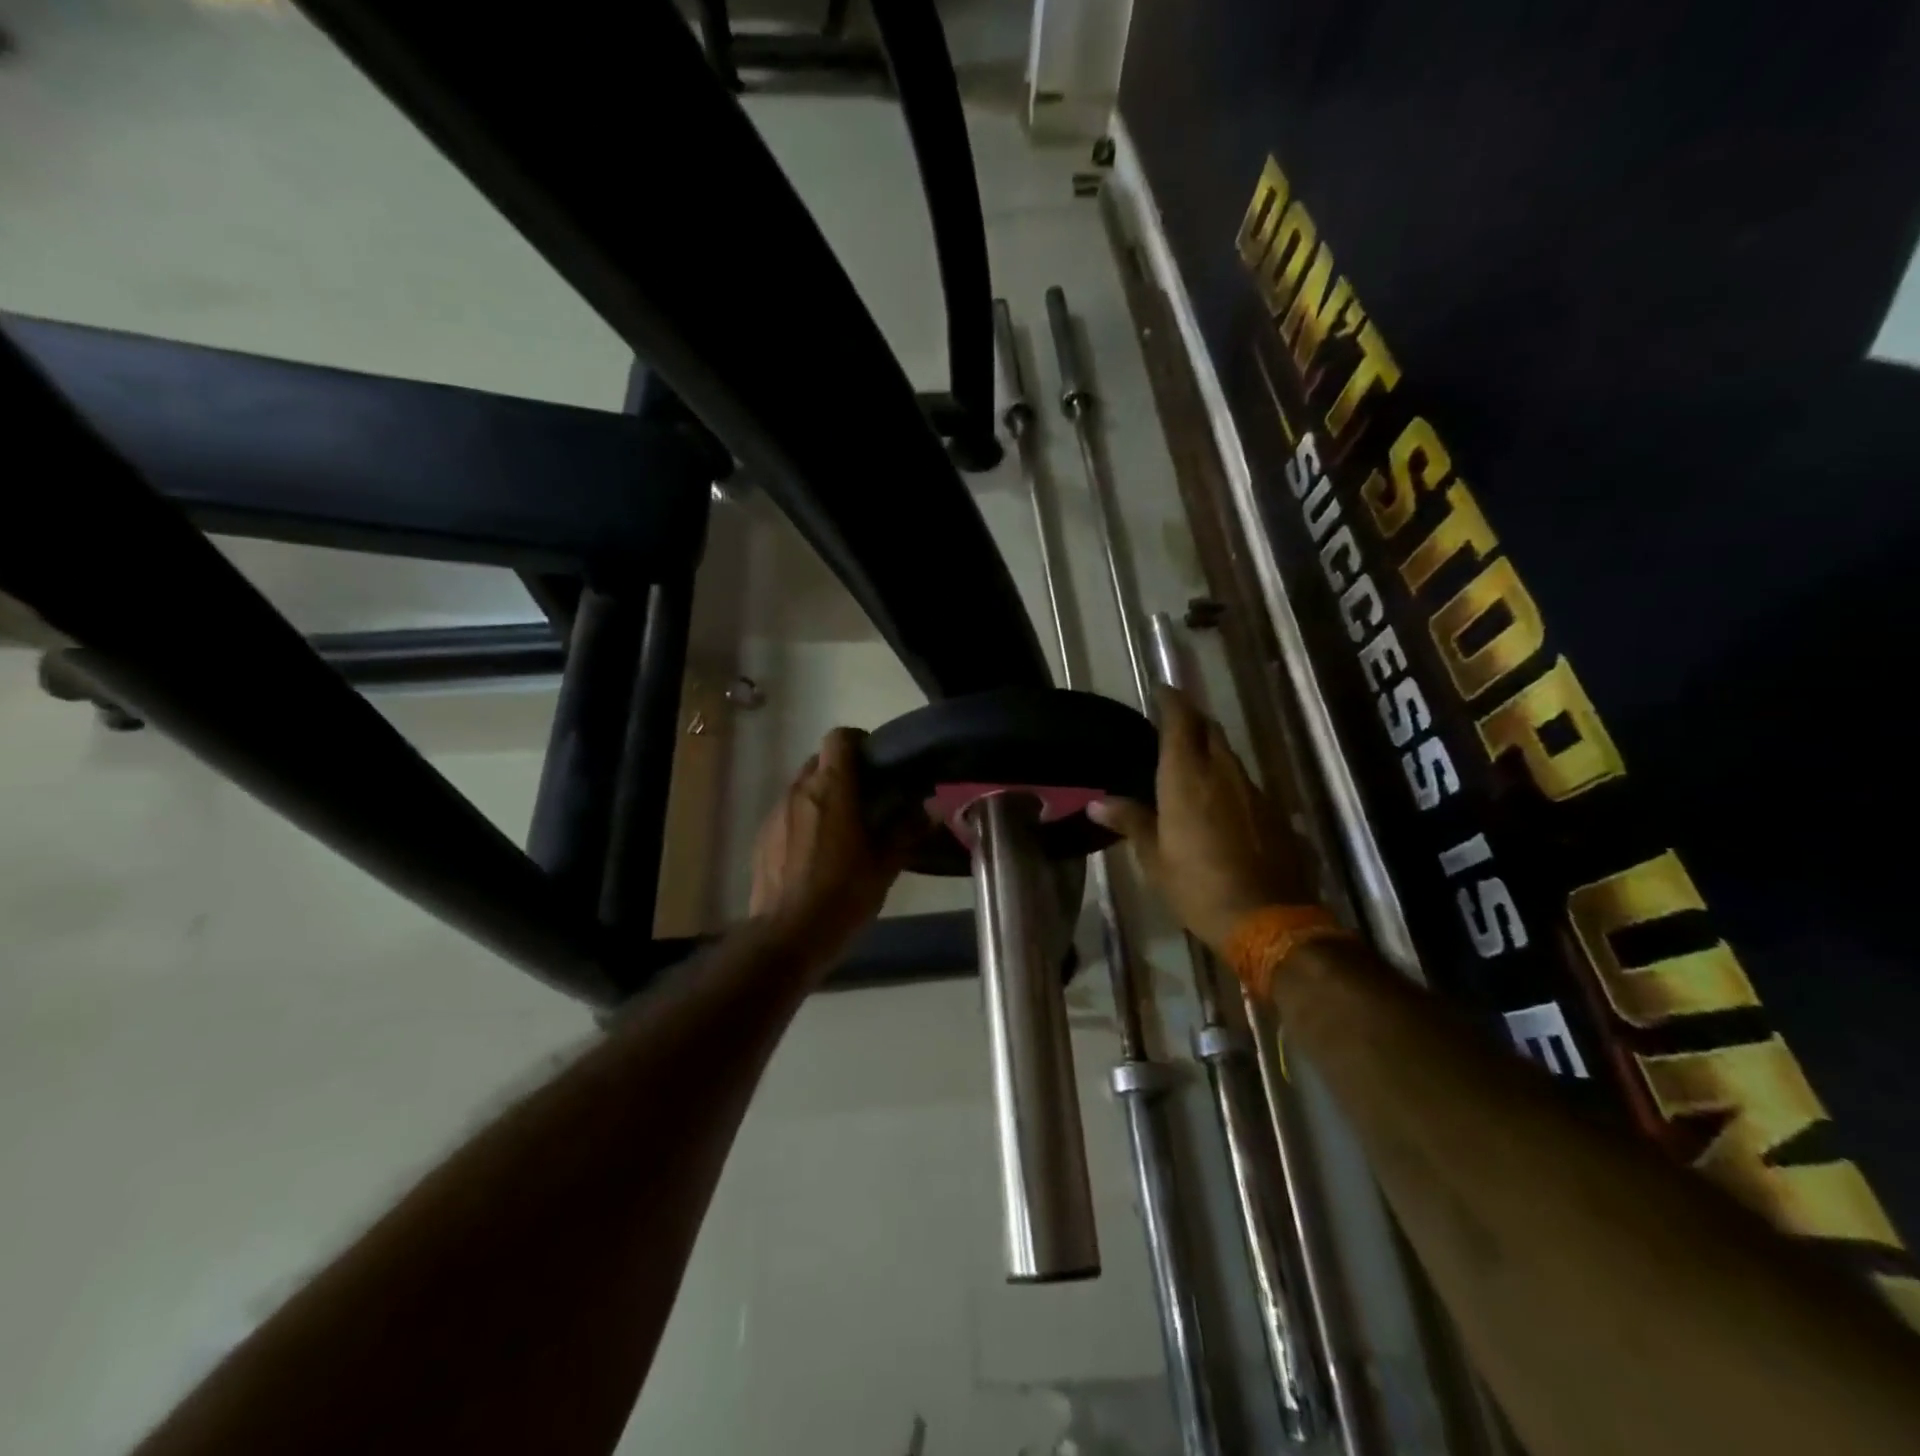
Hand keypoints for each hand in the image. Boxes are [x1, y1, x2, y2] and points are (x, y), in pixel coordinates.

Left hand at [750, 727, 910, 955]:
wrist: (787, 937)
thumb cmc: (843, 896)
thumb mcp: (885, 866)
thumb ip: (907, 831)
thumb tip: (930, 809)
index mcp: (832, 789)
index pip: (840, 738)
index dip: (859, 742)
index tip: (877, 764)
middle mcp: (799, 791)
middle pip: (820, 760)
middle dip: (843, 770)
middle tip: (866, 798)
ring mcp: (776, 813)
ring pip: (802, 786)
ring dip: (823, 795)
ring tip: (842, 827)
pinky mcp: (762, 836)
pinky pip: (787, 812)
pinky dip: (804, 818)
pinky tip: (817, 851)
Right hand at [1089, 687, 1313, 953]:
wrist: (1268, 919)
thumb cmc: (1197, 886)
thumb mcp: (1154, 857)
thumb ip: (1130, 821)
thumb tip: (1097, 802)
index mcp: (1187, 777)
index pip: (1180, 721)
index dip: (1171, 700)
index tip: (1160, 689)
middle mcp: (1223, 772)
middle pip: (1210, 730)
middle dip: (1192, 719)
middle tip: (1172, 722)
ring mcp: (1254, 791)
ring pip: (1229, 756)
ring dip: (1211, 749)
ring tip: (1191, 760)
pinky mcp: (1274, 812)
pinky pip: (1245, 783)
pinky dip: (1227, 780)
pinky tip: (1219, 801)